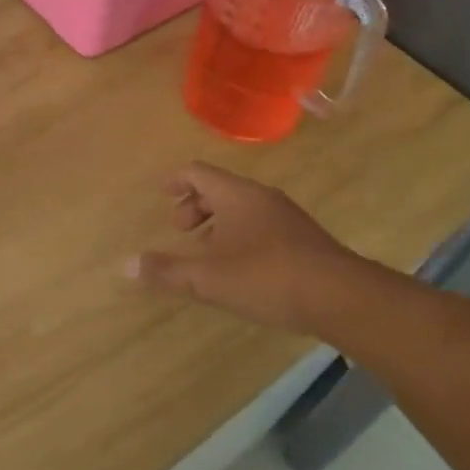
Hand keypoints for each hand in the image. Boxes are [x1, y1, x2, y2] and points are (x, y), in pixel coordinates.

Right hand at [127, 161, 363, 333]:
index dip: (175, 180)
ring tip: (204, 252)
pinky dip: (238, 235)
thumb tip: (127, 265)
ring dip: (217, 223)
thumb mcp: (209, 278)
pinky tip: (238, 268)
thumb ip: (168, 270)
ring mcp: (286, 217)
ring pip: (241, 208)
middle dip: (194, 205)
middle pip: (219, 188)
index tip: (160, 193)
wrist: (342, 297)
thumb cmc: (267, 277)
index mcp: (237, 195)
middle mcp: (261, 198)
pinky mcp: (302, 239)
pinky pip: (259, 224)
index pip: (198, 172)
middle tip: (179, 230)